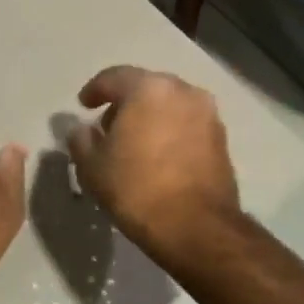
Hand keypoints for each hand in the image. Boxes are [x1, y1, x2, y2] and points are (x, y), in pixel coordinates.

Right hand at [68, 66, 240, 261]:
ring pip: (170, 106)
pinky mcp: (221, 139)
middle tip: (107, 127)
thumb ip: (81, 140)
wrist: (196, 227)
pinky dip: (170, 132)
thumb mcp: (93, 166)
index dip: (94, 90)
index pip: (114, 77)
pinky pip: (187, 125)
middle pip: (146, 88)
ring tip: (133, 144)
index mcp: (149, 89)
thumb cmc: (137, 189)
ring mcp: (208, 115)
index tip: (83, 105)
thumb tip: (82, 130)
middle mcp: (183, 91)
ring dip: (150, 117)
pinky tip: (157, 156)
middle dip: (125, 103)